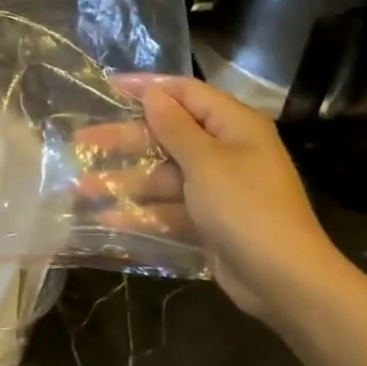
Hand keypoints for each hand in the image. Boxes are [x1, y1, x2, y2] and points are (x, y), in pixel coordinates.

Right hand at [93, 76, 346, 324]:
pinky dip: (140, 212)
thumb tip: (154, 94)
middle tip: (81, 139)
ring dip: (124, 180)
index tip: (108, 86)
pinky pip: (168, 208)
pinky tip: (106, 218)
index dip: (147, 88)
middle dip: (124, 139)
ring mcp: (216, 188)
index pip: (185, 93)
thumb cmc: (246, 208)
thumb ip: (175, 127)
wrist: (284, 279)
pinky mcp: (208, 220)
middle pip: (167, 135)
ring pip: (162, 175)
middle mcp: (226, 151)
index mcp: (234, 126)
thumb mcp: (206, 162)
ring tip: (81, 186)